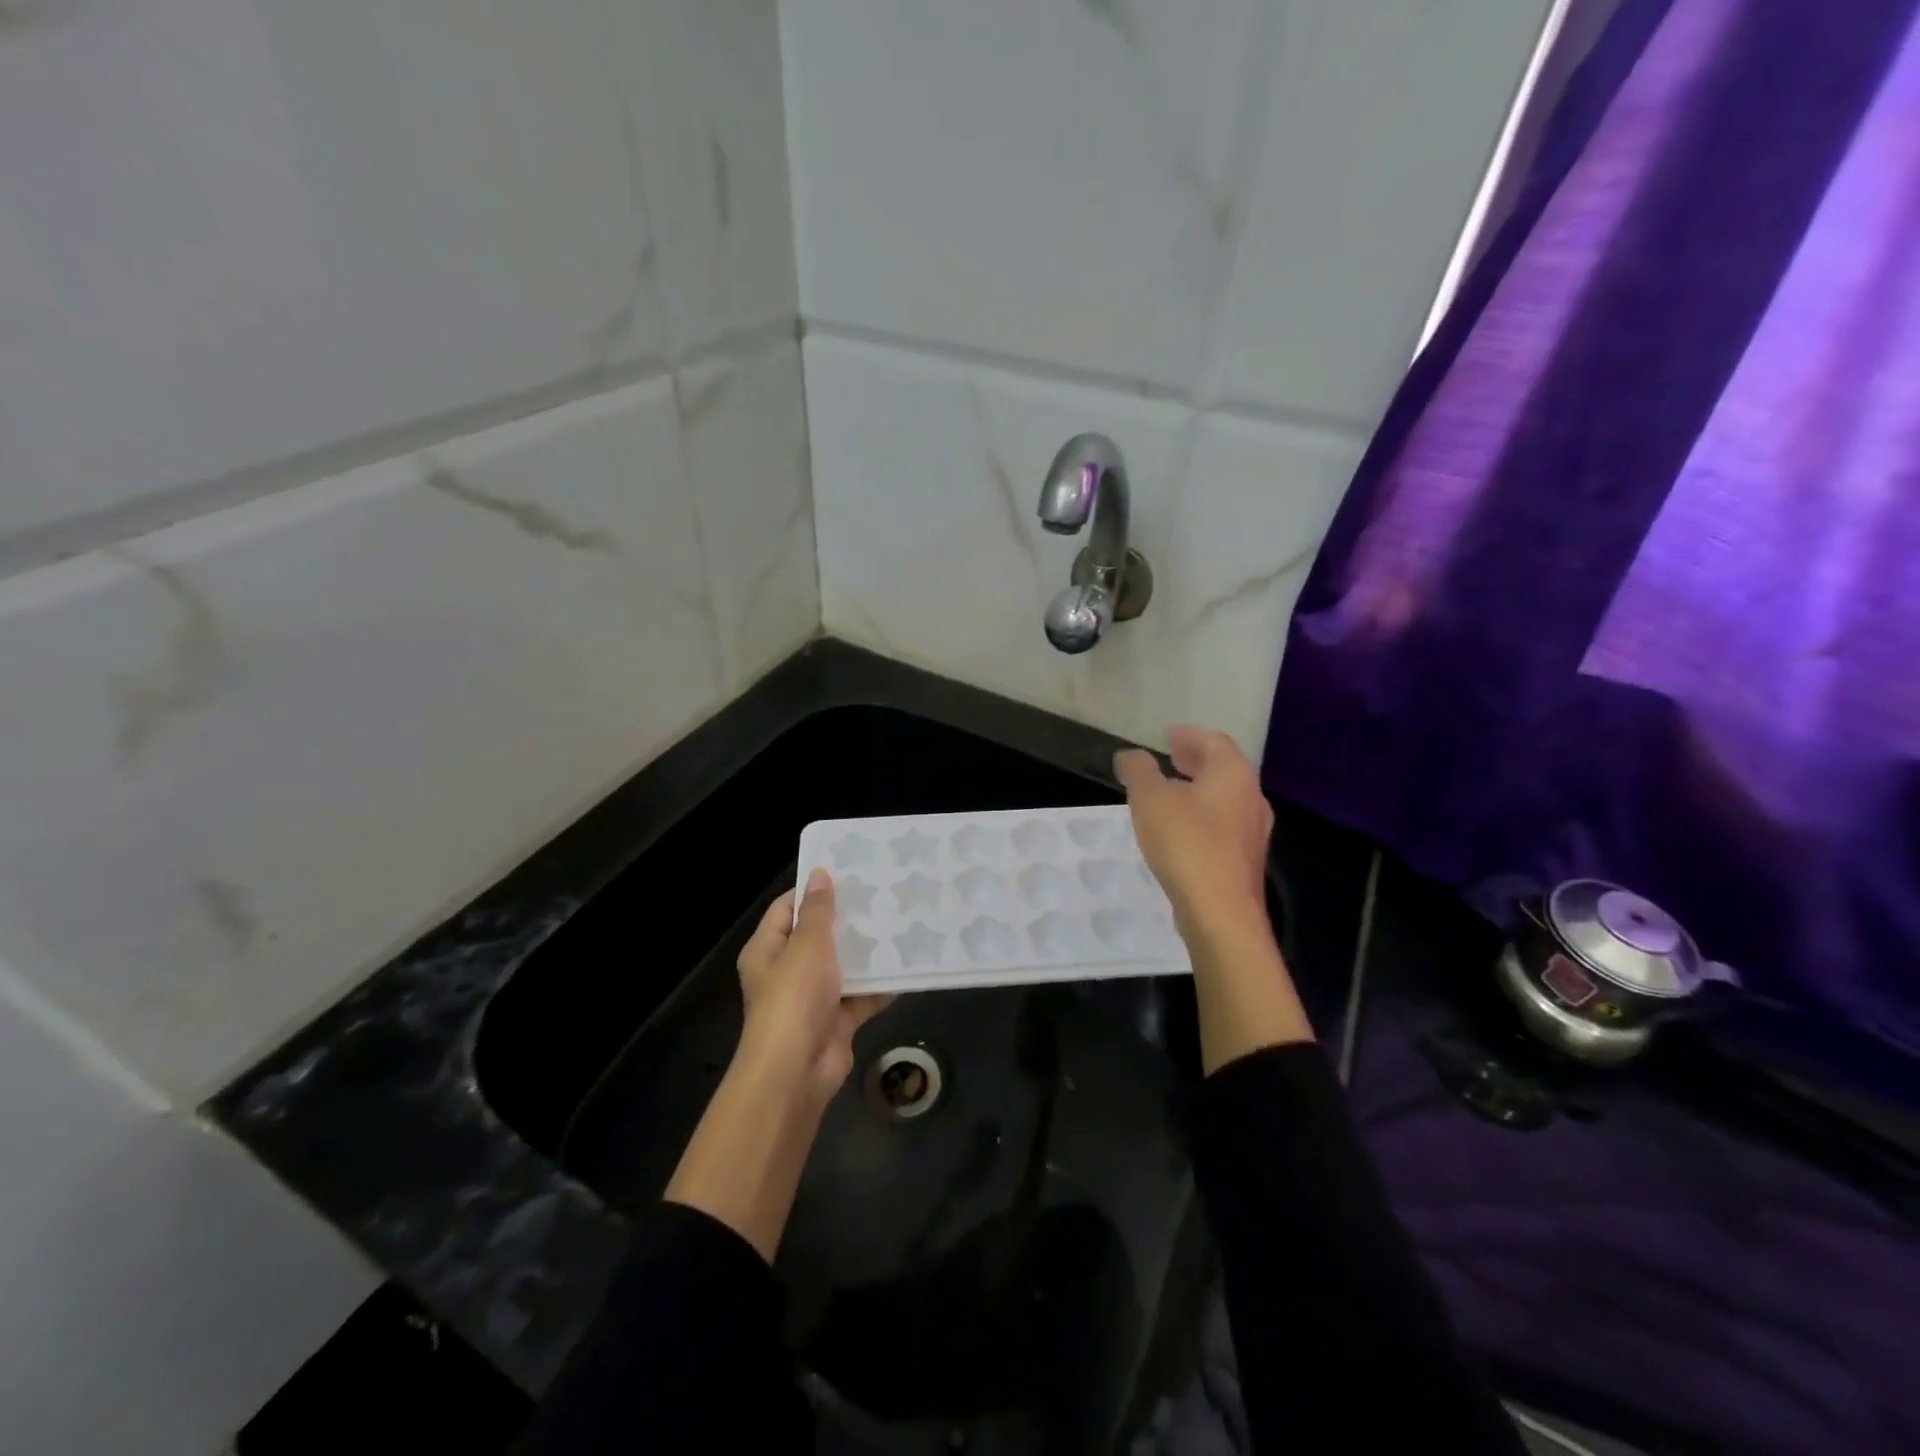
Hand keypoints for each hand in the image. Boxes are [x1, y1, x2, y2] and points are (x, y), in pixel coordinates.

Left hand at [737, 868, 891, 1104]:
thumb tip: (818, 875)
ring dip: (866, 952)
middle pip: (817, 937)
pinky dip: (880, 986)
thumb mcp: (808, 945)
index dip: (812, 891)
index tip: (847, 873)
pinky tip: (906, 967)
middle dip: (847, 920)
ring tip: (899, 923)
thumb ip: (818, 911)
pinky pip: (860, 996)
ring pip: (842, 967)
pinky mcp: (836, 1021)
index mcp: (767, 950)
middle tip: (881, 895)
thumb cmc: (794, 998)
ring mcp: (812, 998)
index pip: (787, 909)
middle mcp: (786, 971)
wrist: (797, 1071)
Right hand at [1114, 727, 1273, 935]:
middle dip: (1196, 761)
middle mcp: (1251, 797)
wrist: (1221, 913)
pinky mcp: (1245, 860)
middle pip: (1224, 769)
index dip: (1190, 736)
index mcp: (1233, 774)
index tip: (1169, 736)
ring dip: (1200, 789)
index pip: (1215, 741)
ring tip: (1171, 792)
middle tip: (1171, 758)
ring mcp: (1253, 832)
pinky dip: (1204, 815)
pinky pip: (1224, 824)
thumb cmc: (1186, 844)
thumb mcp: (1150, 800)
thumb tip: (1130, 755)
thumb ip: (1139, 771)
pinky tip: (1182, 829)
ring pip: (1226, 798)